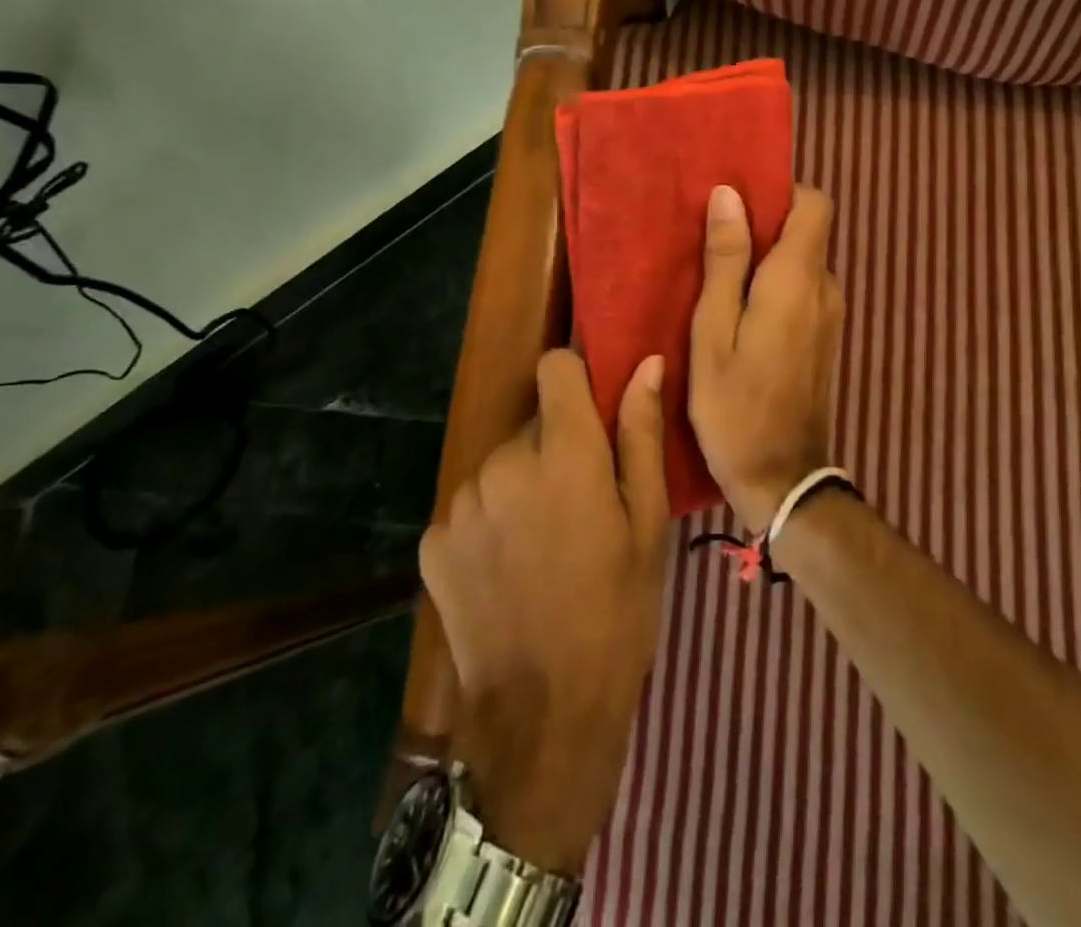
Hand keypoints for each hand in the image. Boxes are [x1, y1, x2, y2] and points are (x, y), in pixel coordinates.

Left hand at [418, 349, 669, 875]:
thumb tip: (646, 364)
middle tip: (581, 505)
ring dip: (521, 485)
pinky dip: (490, 522)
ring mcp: (461, 502)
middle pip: (531, 423)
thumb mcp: (648, 523)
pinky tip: (508, 571)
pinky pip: (471, 505)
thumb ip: (641, 434)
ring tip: (544, 545)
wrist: (543, 716)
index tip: (592, 413)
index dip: (575, 379)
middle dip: (555, 447)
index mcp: (563, 453)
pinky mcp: (433, 541)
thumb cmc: (617, 612)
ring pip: (500, 464)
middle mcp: (503, 463)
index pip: (554, 367)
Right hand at [689, 184, 843, 533]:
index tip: (738, 205)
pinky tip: (740, 313)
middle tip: (713, 244)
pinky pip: (804, 291)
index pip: (814, 204)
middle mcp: (825, 288)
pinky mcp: (826, 338)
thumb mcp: (713, 330)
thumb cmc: (735, 404)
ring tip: (719, 280)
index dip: (780, 192)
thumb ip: (725, 261)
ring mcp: (831, 315)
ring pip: (803, 263)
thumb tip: (730, 195)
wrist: (782, 478)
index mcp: (798, 279)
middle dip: (765, 227)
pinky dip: (776, 287)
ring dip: (767, 260)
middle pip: (807, 231)